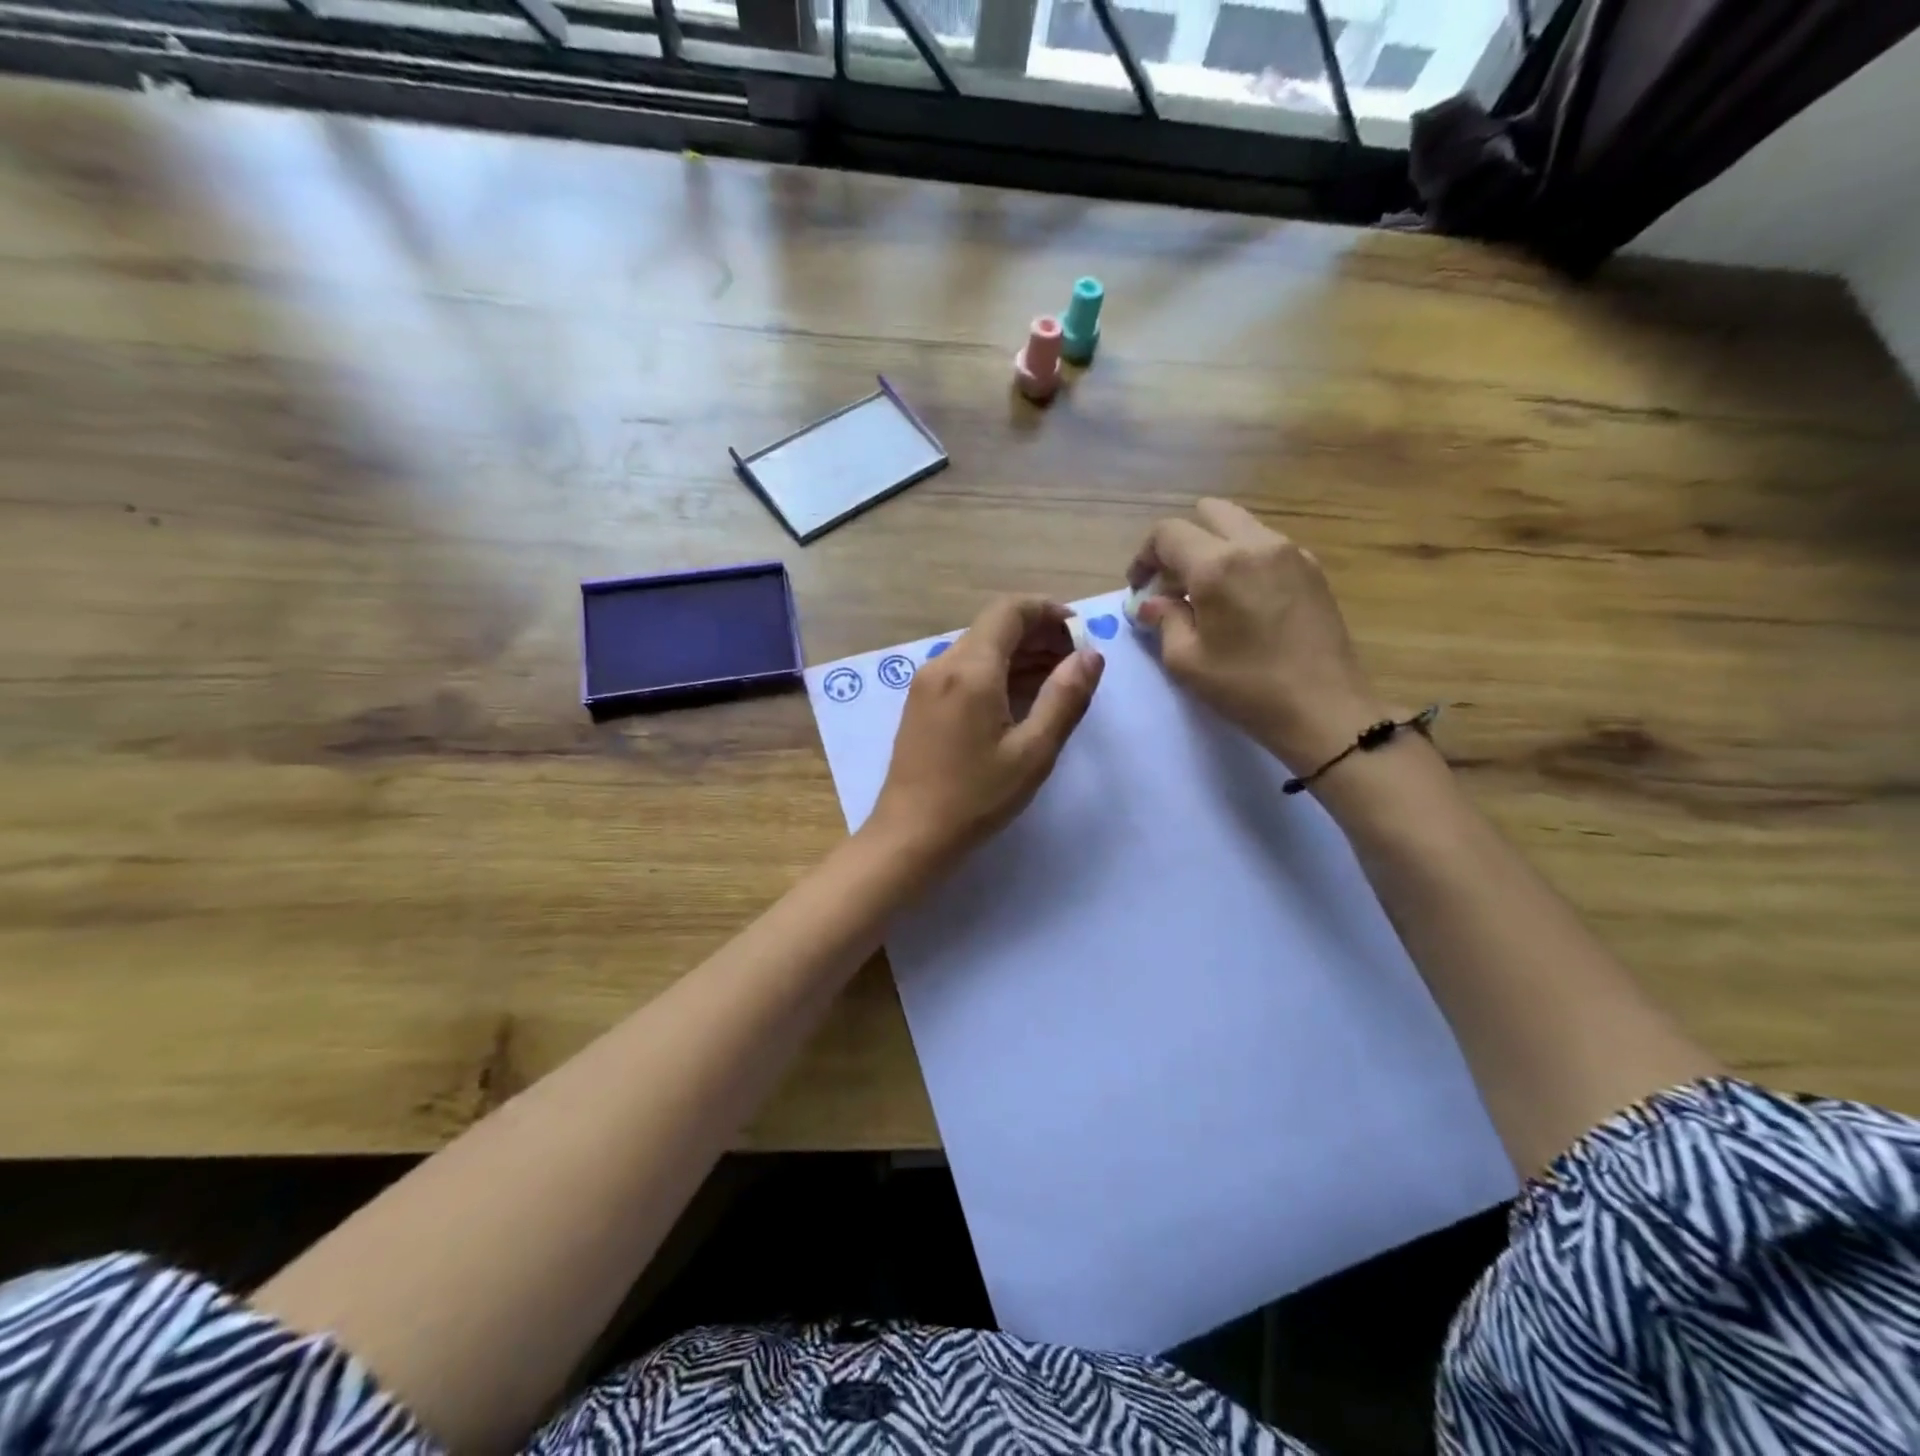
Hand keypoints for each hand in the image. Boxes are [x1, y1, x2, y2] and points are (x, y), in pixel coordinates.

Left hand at [866, 595, 1104, 869]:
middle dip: (1038, 635)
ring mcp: (927, 683)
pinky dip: (997, 673)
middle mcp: (943, 664)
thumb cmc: (975, 797)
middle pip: (995, 627)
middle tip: (1076, 663)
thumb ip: (1065, 698)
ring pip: (980, 649)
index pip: (1010, 610)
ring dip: (1019, 655)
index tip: (1080, 633)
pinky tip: (1021, 699)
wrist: (910, 835)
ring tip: (1057, 682)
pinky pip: (964, 671)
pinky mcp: (921, 703)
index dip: (1049, 611)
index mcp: (970, 669)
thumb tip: (1091, 655)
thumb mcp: (1032, 752)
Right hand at [1130, 499, 1388, 770]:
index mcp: (1218, 565)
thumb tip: (1152, 602)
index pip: (1168, 533)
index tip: (1140, 588)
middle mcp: (1256, 544)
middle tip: (1173, 582)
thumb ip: (1164, 620)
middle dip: (1181, 542)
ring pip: (1241, 526)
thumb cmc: (1246, 687)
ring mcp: (1291, 552)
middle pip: (1208, 512)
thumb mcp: (1186, 660)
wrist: (1324, 709)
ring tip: (1207, 593)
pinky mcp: (1313, 569)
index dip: (1144, 556)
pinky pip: (1267, 546)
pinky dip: (1245, 560)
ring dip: (1214, 548)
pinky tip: (1243, 601)